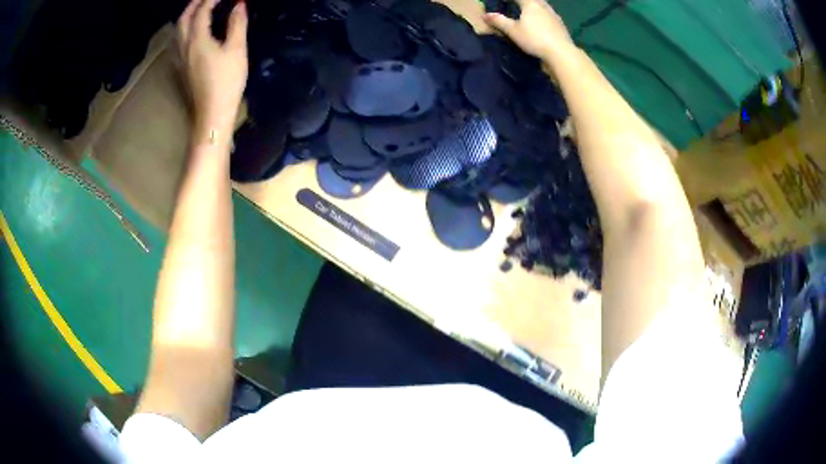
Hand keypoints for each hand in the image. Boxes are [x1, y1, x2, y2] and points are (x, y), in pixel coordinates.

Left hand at [177, 0, 247, 131]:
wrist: (212, 113)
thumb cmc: (226, 81)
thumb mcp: (236, 50)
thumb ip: (237, 24)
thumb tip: (239, 5)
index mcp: (197, 40)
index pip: (201, 12)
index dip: (210, 0)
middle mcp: (184, 47)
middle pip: (183, 20)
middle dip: (193, 5)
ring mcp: (181, 59)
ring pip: (178, 31)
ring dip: (186, 16)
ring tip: (196, 10)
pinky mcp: (182, 68)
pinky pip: (178, 42)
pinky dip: (184, 29)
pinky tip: (191, 32)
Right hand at [484, 0, 573, 60]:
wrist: (561, 52)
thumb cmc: (534, 39)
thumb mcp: (513, 31)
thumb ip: (499, 21)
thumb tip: (485, 15)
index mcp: (530, 4)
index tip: (503, 2)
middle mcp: (543, 5)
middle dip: (524, 1)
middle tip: (517, 5)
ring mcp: (554, 14)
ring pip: (542, 5)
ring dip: (535, 5)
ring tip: (529, 11)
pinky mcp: (560, 24)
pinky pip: (549, 14)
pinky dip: (543, 14)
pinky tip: (542, 21)